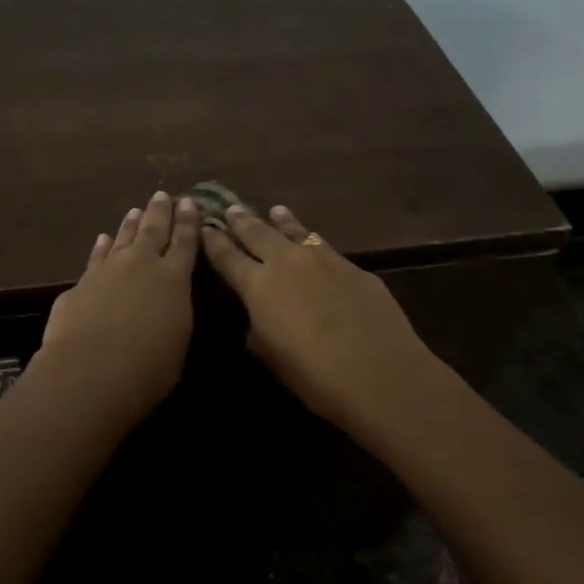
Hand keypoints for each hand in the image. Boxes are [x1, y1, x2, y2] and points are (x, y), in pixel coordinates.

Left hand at [35, 191, 200, 419]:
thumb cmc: (149, 366)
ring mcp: (108, 270)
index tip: (190, 203)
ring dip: (130, 224)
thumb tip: (168, 304)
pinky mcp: (81, 284)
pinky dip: (101, 246)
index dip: (189, 222)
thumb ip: (174, 315)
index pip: (185, 243)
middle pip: (153, 231)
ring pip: (122, 238)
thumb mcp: (178, 341)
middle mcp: (142, 265)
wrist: (92, 369)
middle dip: (160, 212)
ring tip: (136, 210)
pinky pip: (96, 257)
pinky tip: (102, 239)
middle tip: (163, 195)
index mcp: (174, 279)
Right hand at [200, 203, 436, 429]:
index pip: (227, 256)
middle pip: (258, 233)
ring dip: (281, 221)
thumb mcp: (270, 355)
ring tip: (274, 210)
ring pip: (295, 232)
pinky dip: (310, 239)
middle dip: (242, 221)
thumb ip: (258, 327)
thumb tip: (259, 315)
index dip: (214, 242)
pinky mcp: (353, 268)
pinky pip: (323, 246)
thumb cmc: (313, 375)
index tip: (205, 227)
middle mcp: (287, 262)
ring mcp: (323, 260)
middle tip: (231, 208)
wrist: (378, 373)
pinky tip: (312, 240)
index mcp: (258, 286)